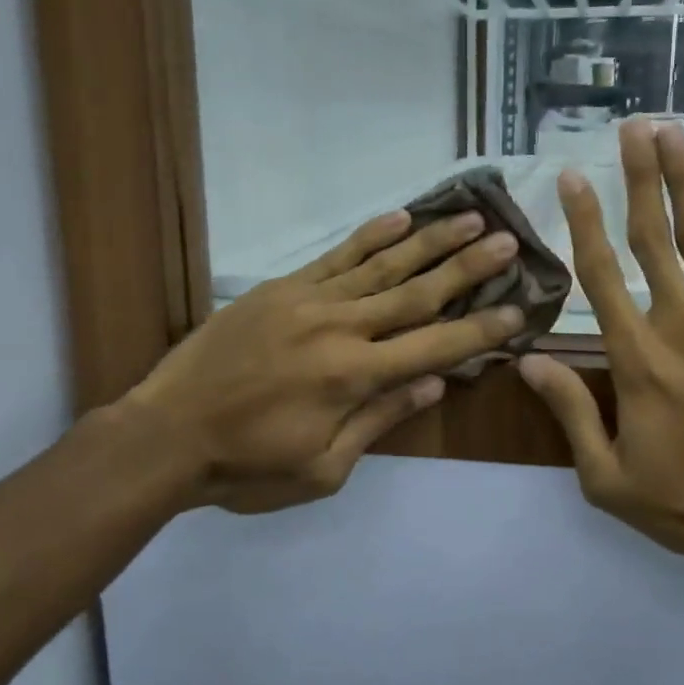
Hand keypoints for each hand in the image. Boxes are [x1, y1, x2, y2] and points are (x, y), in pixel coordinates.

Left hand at [123, 209, 522, 512]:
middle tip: (507, 241)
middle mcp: (340, 328)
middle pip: (417, 292)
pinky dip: (370, 235)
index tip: (518, 309)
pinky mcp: (281, 288)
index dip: (480, 329)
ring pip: (382, 264)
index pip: (434, 346)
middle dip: (467, 267)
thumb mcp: (322, 468)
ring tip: (469, 216)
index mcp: (354, 377)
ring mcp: (308, 300)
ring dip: (430, 240)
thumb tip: (433, 383)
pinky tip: (399, 216)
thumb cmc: (246, 467)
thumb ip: (379, 420)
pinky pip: (335, 256)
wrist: (165, 435)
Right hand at [520, 120, 683, 582]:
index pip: (600, 275)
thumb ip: (569, 412)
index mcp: (637, 358)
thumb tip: (526, 360)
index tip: (572, 176)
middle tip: (631, 128)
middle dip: (638, 178)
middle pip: (652, 238)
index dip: (583, 221)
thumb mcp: (608, 477)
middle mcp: (681, 323)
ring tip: (675, 133)